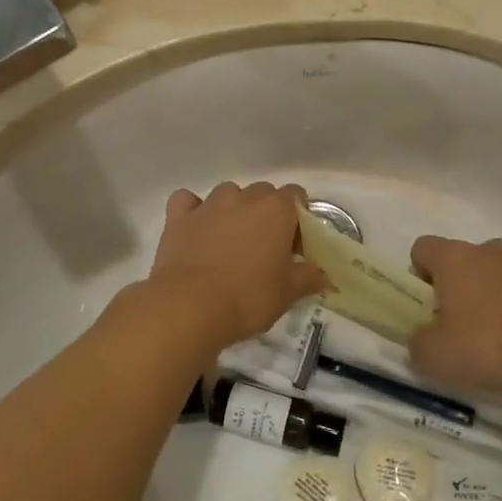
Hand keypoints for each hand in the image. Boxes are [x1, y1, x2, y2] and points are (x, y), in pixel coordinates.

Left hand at [146, 182, 330, 352]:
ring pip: (228, 194)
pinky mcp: (178, 217)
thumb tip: (323, 275)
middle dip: (266, 215)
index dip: (298, 220)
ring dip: (233, 211)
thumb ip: (308, 277)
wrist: (189, 306)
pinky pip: (188, 202)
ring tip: (230, 244)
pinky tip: (196, 230)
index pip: (297, 195)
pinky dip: (194, 211)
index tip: (294, 248)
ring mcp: (208, 204)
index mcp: (276, 209)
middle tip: (265, 250)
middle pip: (263, 193)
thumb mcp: (287, 293)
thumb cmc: (248, 297)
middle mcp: (243, 197)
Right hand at [408, 236, 501, 390]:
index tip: (427, 304)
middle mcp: (487, 250)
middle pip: (461, 259)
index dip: (418, 273)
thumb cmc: (488, 342)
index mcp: (453, 257)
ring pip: (494, 272)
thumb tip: (421, 340)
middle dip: (456, 286)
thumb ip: (418, 344)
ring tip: (494, 334)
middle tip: (458, 324)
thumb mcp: (436, 355)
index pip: (422, 248)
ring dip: (490, 294)